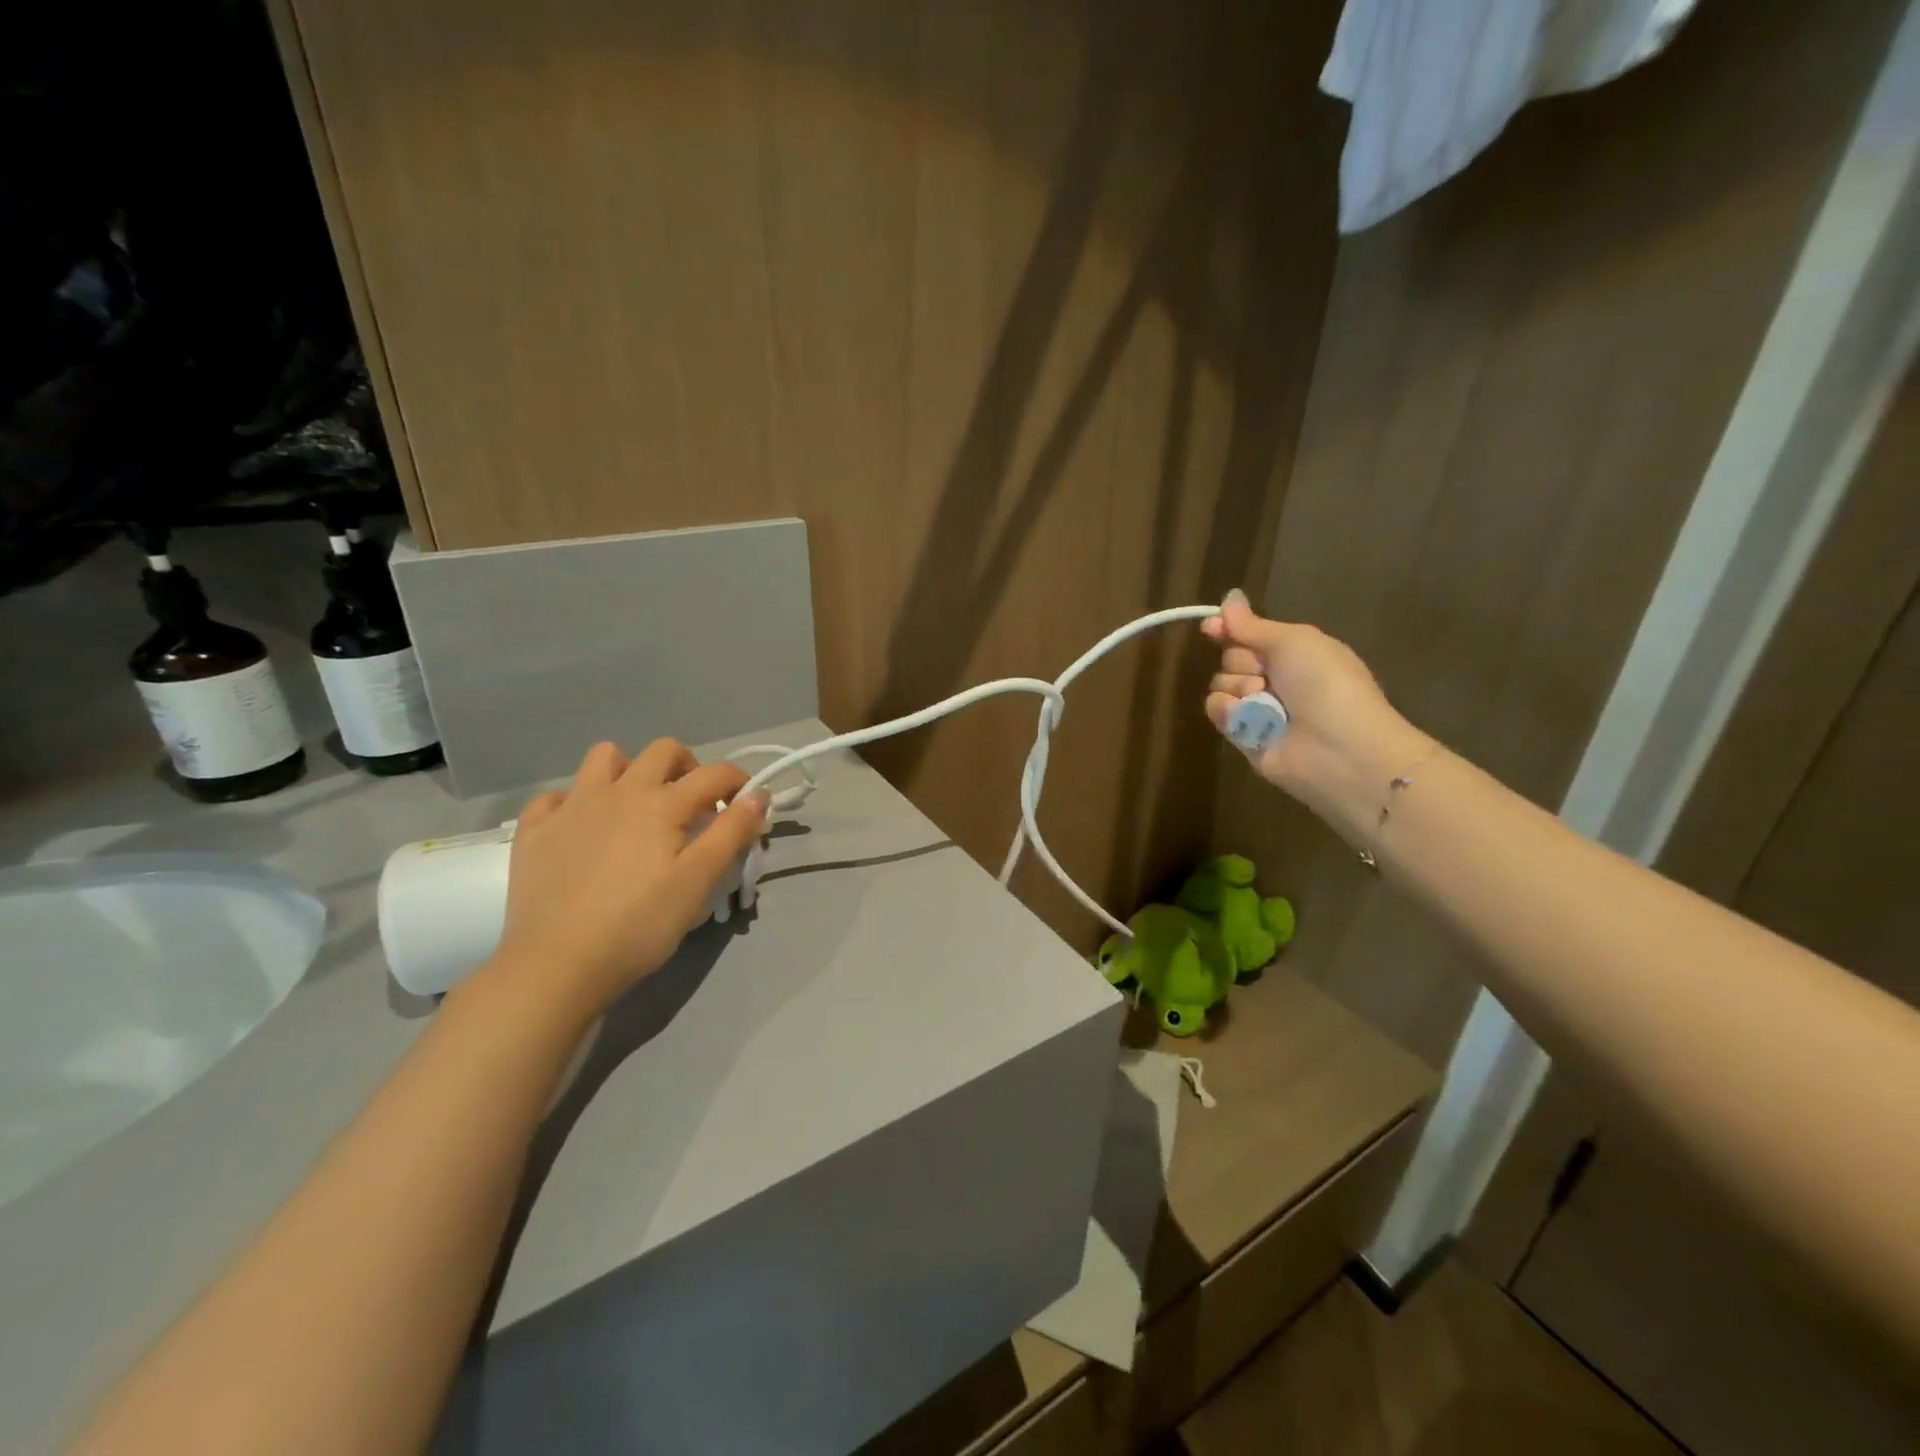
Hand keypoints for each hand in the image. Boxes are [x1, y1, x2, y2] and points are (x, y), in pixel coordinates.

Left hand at [474, 740, 769, 1020]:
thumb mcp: (699, 881)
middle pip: (662, 752)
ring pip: (604, 757)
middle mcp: (618, 791)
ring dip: (629, 770)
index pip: (714, 774)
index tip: (746, 805)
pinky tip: (583, 829)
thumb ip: (732, 832)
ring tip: (637, 805)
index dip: (738, 782)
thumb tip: (759, 795)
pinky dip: (576, 802)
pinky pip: (556, 795)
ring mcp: (571, 806)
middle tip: (694, 804)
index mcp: (662, 803)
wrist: (556, 964)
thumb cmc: (639, 924)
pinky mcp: (534, 830)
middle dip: (688, 766)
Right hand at [1202, 589, 1433, 837]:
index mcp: (1294, 652)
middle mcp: (1275, 678)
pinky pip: (1217, 711)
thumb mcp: (1294, 641)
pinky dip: (1228, 711)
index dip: (1229, 628)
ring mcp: (1258, 709)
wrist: (1339, 748)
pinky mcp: (1243, 735)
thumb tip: (1229, 596)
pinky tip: (1249, 719)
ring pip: (1221, 684)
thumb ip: (1253, 625)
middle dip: (1242, 662)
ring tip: (1264, 703)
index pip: (1249, 634)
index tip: (1211, 626)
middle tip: (1267, 674)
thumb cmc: (1326, 684)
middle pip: (1231, 657)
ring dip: (1238, 687)